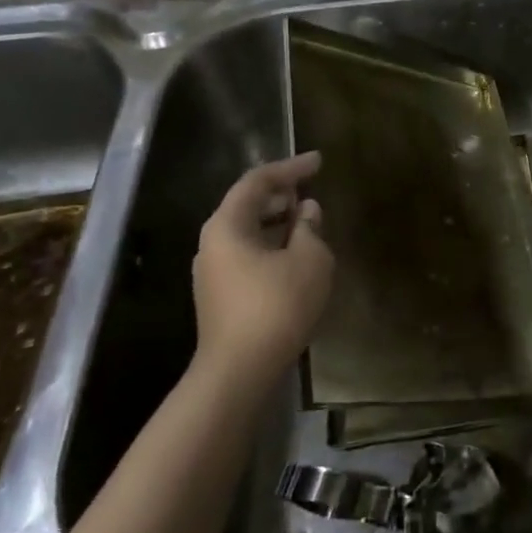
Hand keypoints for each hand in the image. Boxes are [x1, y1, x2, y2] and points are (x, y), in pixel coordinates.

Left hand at [191, 152, 333, 382]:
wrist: (240, 371)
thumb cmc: (277, 305)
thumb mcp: (310, 259)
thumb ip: (310, 228)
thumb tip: (306, 211)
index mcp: (227, 225)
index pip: (258, 181)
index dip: (290, 167)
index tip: (319, 161)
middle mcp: (213, 243)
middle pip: (247, 204)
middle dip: (282, 194)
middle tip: (311, 188)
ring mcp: (213, 271)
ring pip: (248, 231)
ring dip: (278, 221)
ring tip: (308, 220)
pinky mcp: (221, 295)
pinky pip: (248, 255)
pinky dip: (272, 244)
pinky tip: (295, 255)